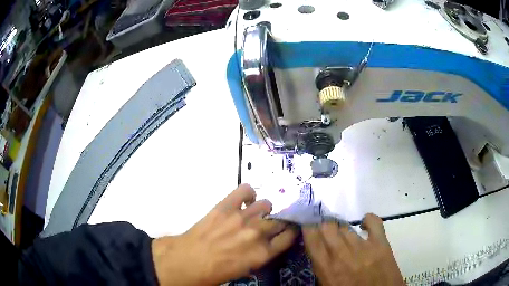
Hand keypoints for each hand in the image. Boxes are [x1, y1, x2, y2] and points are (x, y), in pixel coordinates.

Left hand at [152, 184, 297, 284]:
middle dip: (279, 222)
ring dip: (265, 210)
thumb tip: (265, 243)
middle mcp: (257, 234)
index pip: (289, 237)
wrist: (186, 261)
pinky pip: (245, 190)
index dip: (291, 232)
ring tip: (256, 213)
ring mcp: (241, 218)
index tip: (289, 230)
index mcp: (263, 254)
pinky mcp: (226, 207)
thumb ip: (259, 255)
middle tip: (272, 223)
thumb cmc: (214, 272)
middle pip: (280, 221)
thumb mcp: (245, 270)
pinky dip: (248, 193)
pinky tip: (246, 201)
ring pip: (266, 205)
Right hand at [302, 214, 403, 285]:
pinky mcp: (381, 244)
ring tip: (343, 232)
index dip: (308, 227)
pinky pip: (374, 223)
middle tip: (326, 230)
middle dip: (324, 225)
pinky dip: (368, 220)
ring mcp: (363, 248)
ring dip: (342, 228)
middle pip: (328, 227)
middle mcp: (342, 254)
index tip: (308, 225)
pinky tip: (364, 223)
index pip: (312, 238)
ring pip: (347, 227)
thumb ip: (321, 268)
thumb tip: (318, 251)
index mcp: (327, 268)